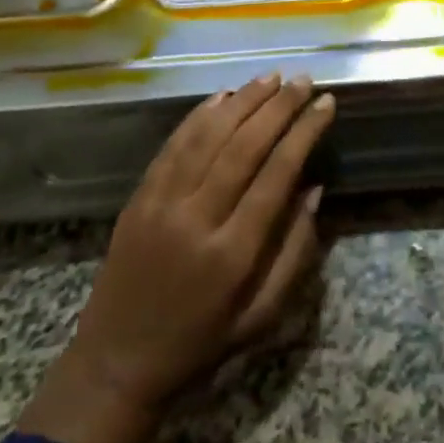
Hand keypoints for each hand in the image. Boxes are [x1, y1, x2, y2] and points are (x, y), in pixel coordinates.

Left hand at [18, 73, 333, 442]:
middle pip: (244, 146)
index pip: (277, 174)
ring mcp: (161, 205)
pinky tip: (222, 97)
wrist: (117, 364)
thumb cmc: (201, 343)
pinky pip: (172, 146)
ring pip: (207, 137)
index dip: (304, 132)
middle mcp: (197, 219)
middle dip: (278, 107)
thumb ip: (295, 252)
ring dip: (242, 102)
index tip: (326, 103)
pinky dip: (199, 116)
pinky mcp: (138, 199)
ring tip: (271, 78)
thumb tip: (314, 189)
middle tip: (303, 80)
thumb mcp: (262, 316)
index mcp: (233, 253)